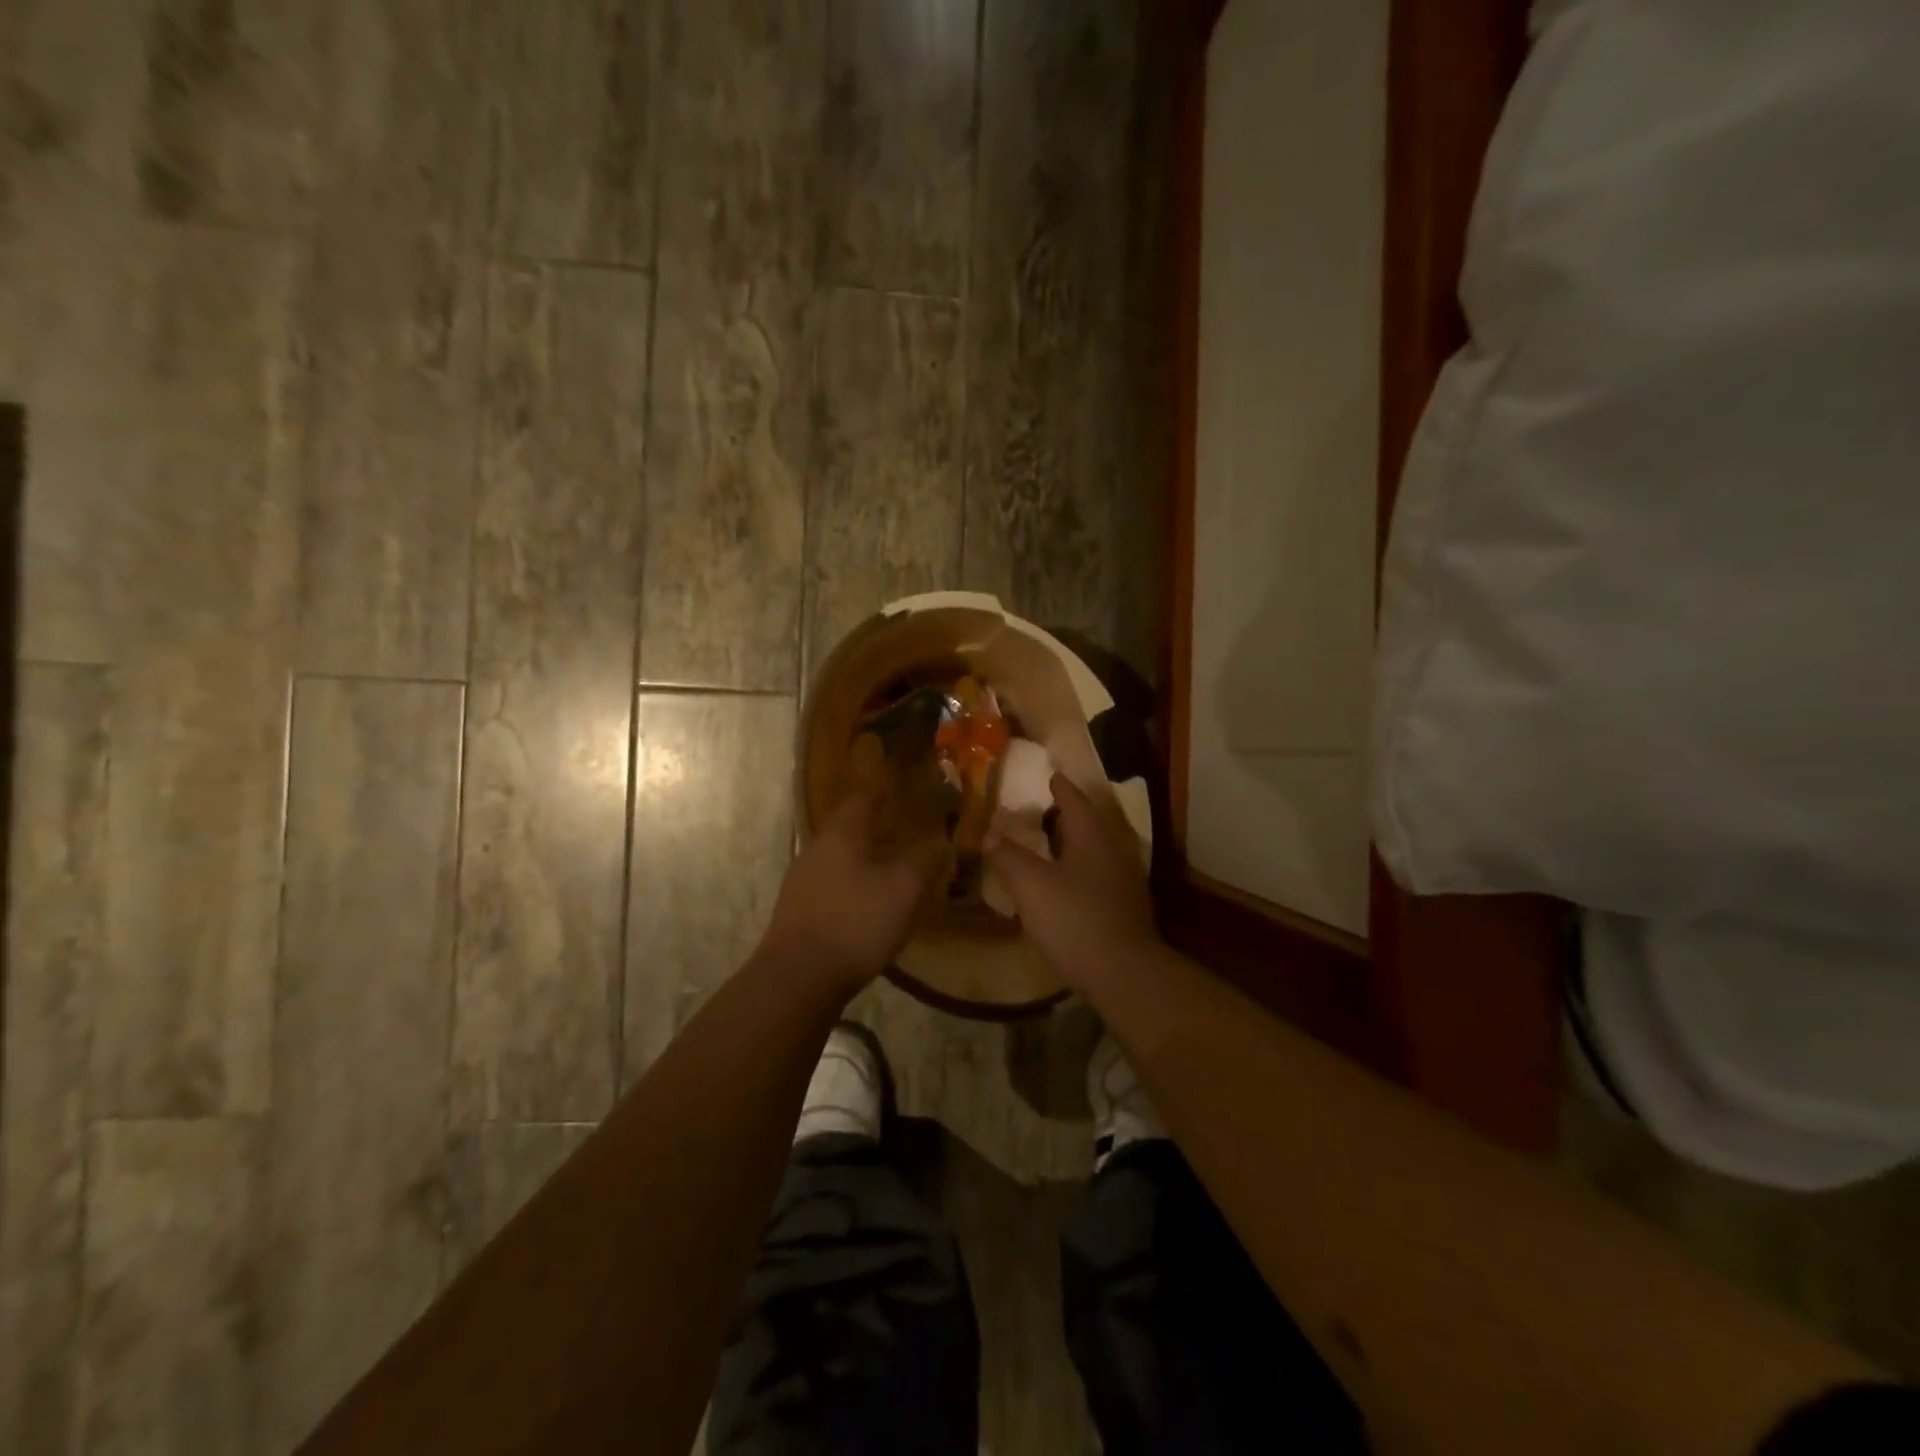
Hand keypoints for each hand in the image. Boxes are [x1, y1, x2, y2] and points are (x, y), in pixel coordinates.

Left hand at [759, 792, 945, 996]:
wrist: (798, 978)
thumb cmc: (856, 922)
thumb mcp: (904, 890)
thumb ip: (925, 861)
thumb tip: (942, 840)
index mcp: (841, 834)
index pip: (862, 799)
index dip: (883, 793)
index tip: (902, 790)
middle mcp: (816, 849)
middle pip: (847, 828)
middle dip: (874, 826)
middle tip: (904, 829)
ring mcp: (801, 881)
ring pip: (838, 857)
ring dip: (863, 857)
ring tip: (891, 866)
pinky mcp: (797, 911)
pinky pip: (830, 884)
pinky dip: (851, 884)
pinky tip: (867, 902)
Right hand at [984, 773, 1159, 987]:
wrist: (1124, 974)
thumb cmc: (1075, 920)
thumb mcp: (1031, 885)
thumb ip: (1008, 856)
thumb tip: (988, 833)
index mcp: (1092, 836)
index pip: (1073, 798)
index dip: (1056, 785)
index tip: (1043, 775)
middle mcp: (1113, 850)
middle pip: (1086, 822)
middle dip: (1061, 814)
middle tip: (1034, 810)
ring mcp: (1123, 880)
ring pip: (1092, 850)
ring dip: (1069, 843)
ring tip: (1042, 845)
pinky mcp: (1124, 907)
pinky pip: (1096, 875)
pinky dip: (1076, 869)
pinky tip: (1060, 884)